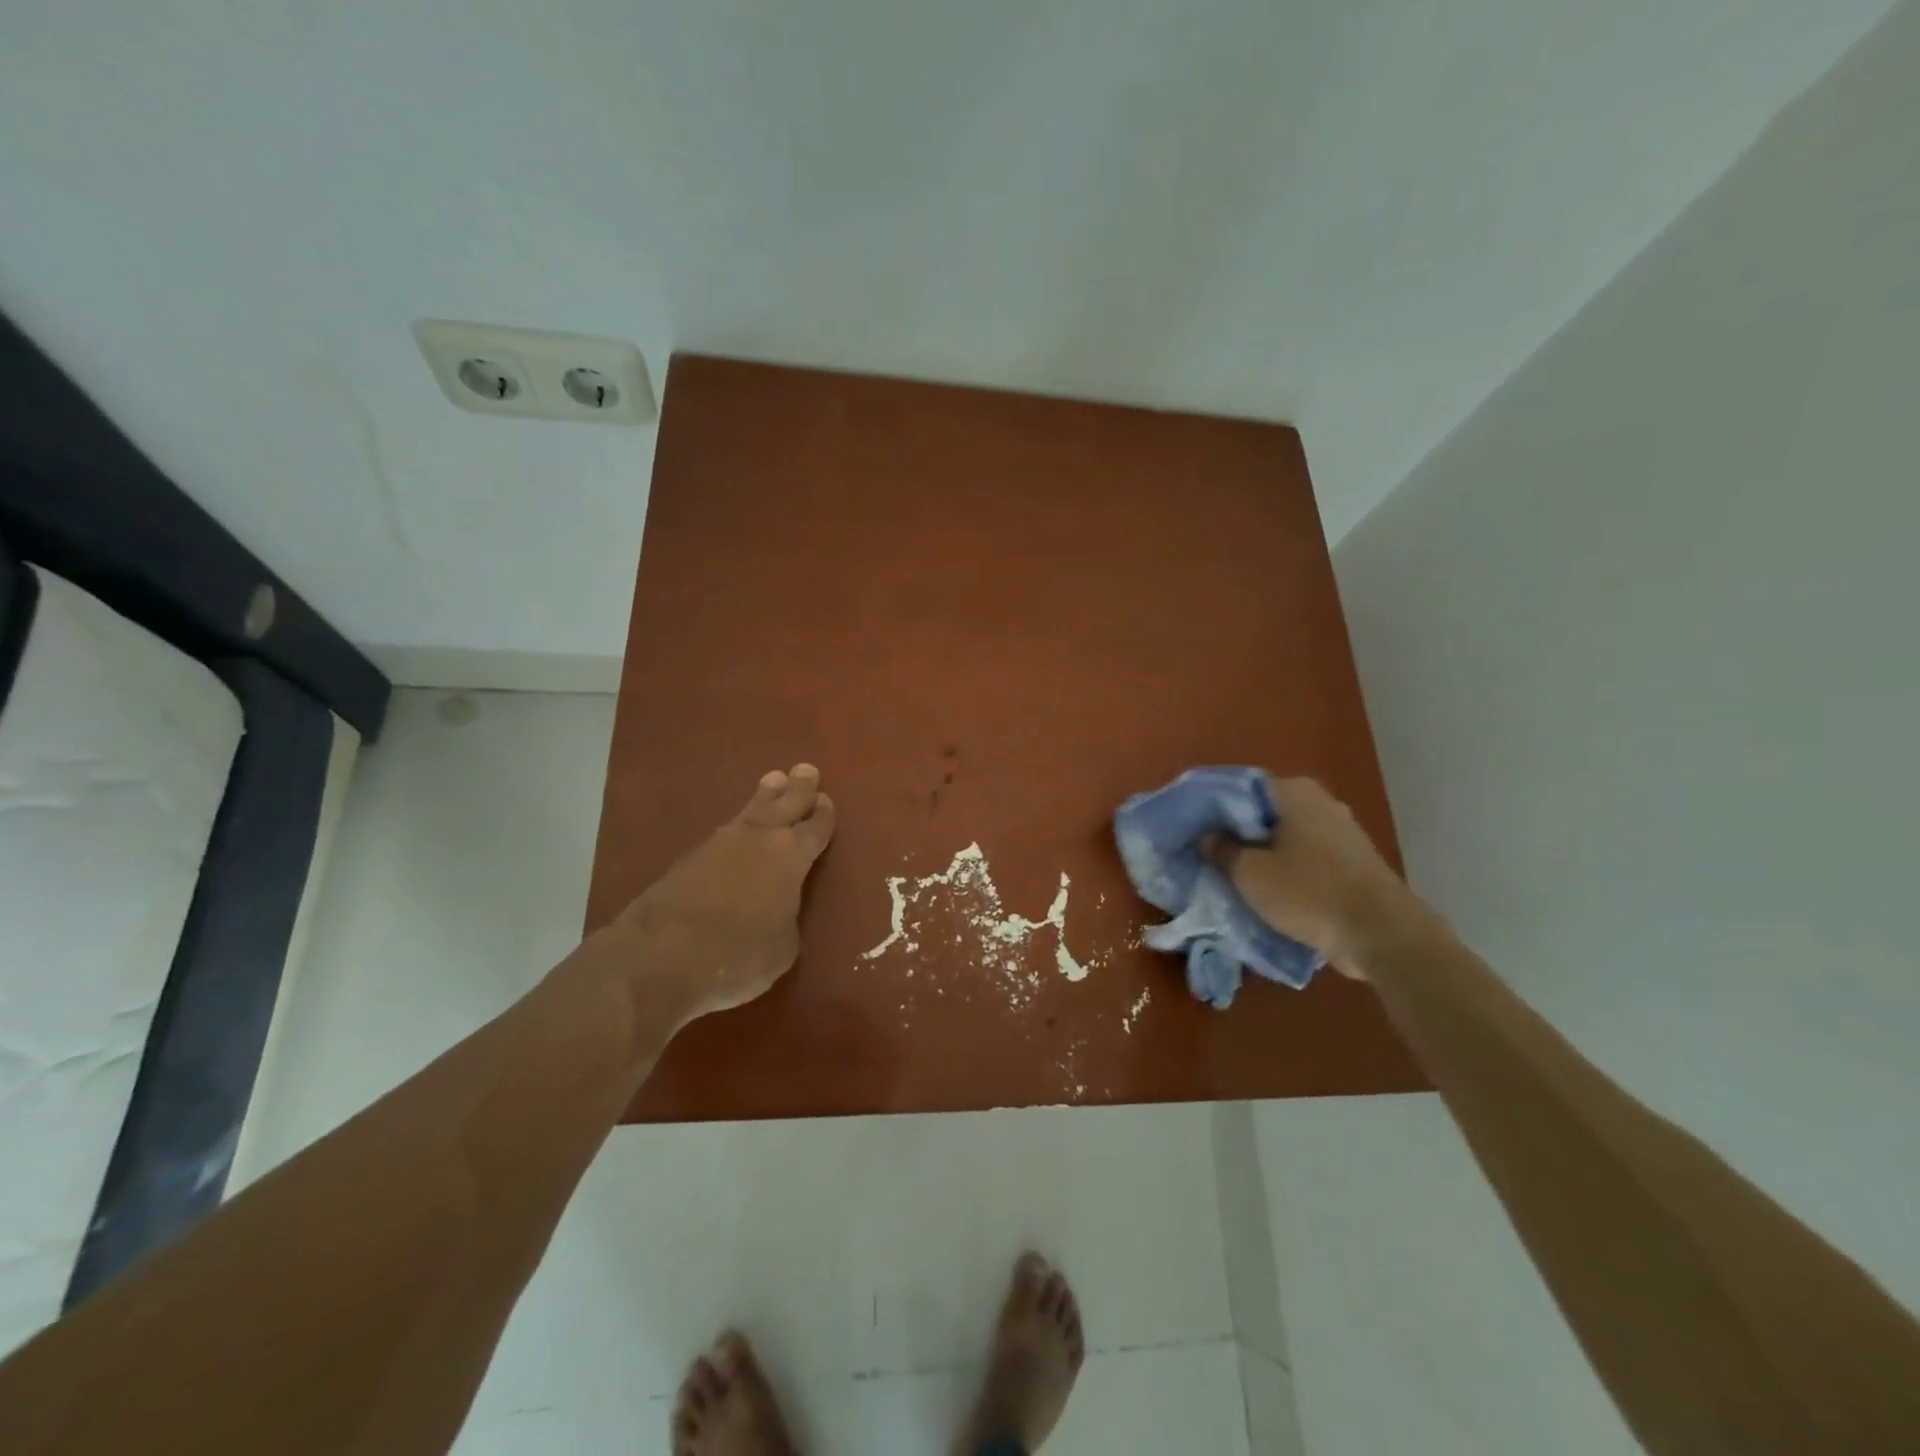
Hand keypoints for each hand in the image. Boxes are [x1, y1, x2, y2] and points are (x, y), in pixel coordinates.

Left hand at [611, 764, 835, 1021]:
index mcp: (792, 858)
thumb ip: (788, 918)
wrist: (662, 955)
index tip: (826, 800)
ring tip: (774, 780)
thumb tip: (780, 911)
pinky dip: (738, 825)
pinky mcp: (689, 857)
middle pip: (785, 804)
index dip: (823, 814)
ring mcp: (721, 844)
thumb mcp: (783, 948)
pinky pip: (725, 831)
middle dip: (798, 788)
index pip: (815, 828)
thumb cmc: (738, 954)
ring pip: (751, 810)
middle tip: (806, 770)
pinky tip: (737, 827)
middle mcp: (760, 839)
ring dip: (766, 796)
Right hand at [1212, 777, 1413, 978]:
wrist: (1381, 934)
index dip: (1212, 808)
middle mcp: (1320, 803)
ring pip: (1285, 837)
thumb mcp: (1250, 873)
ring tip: (1232, 875)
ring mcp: (1341, 833)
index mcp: (1295, 792)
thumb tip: (1208, 837)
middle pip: (1263, 813)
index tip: (1191, 828)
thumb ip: (1222, 850)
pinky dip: (1285, 870)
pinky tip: (1266, 890)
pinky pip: (1305, 858)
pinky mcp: (1352, 863)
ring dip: (1261, 854)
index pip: (1240, 788)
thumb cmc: (1308, 892)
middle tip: (1207, 854)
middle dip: (1236, 833)